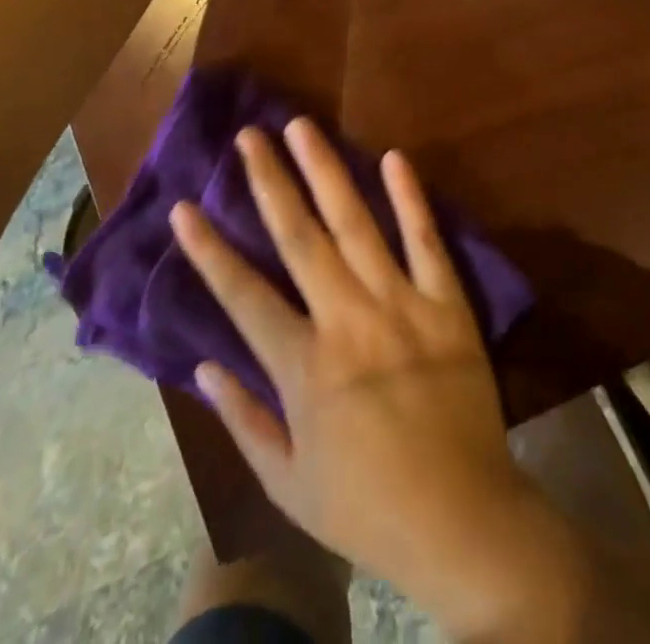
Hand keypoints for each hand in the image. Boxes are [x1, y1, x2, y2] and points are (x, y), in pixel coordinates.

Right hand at [169, 120, 542, 615]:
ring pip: (355, 224)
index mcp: (305, 367)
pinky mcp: (447, 304)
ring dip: (326, 171)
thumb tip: (202, 366)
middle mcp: (348, 320)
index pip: (244, 295)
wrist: (464, 522)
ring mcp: (401, 305)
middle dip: (269, 182)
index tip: (185, 207)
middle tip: (249, 136)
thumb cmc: (366, 506)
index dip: (210, 250)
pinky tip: (394, 157)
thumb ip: (243, 420)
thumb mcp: (287, 484)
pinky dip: (410, 198)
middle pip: (299, 238)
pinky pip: (426, 241)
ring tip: (302, 127)